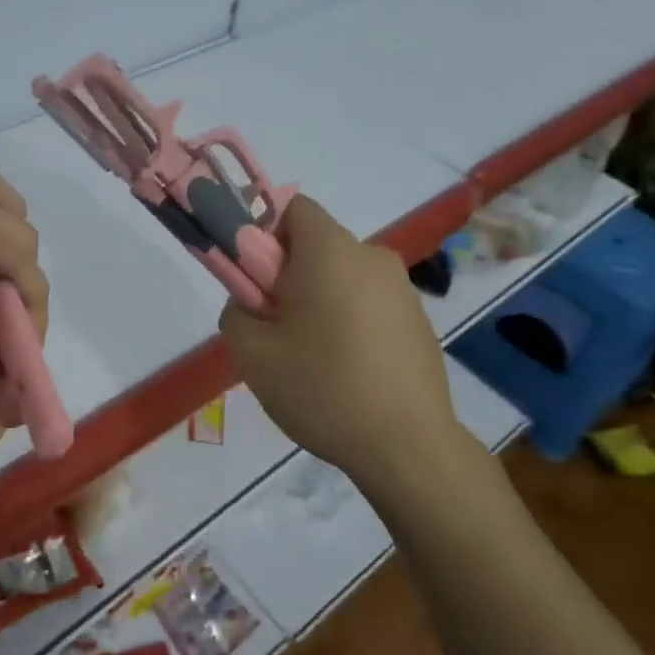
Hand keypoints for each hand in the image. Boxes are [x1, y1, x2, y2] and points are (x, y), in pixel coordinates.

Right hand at [219, 196, 459, 491]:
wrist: (407, 446)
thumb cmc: (323, 389)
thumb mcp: (251, 353)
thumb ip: (236, 310)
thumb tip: (251, 302)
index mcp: (331, 251)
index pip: (293, 208)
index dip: (264, 235)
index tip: (257, 283)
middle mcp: (372, 257)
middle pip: (317, 246)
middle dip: (289, 276)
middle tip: (276, 329)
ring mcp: (402, 289)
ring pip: (342, 277)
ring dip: (320, 301)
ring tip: (313, 359)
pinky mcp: (418, 320)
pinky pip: (368, 304)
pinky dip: (350, 322)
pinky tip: (348, 372)